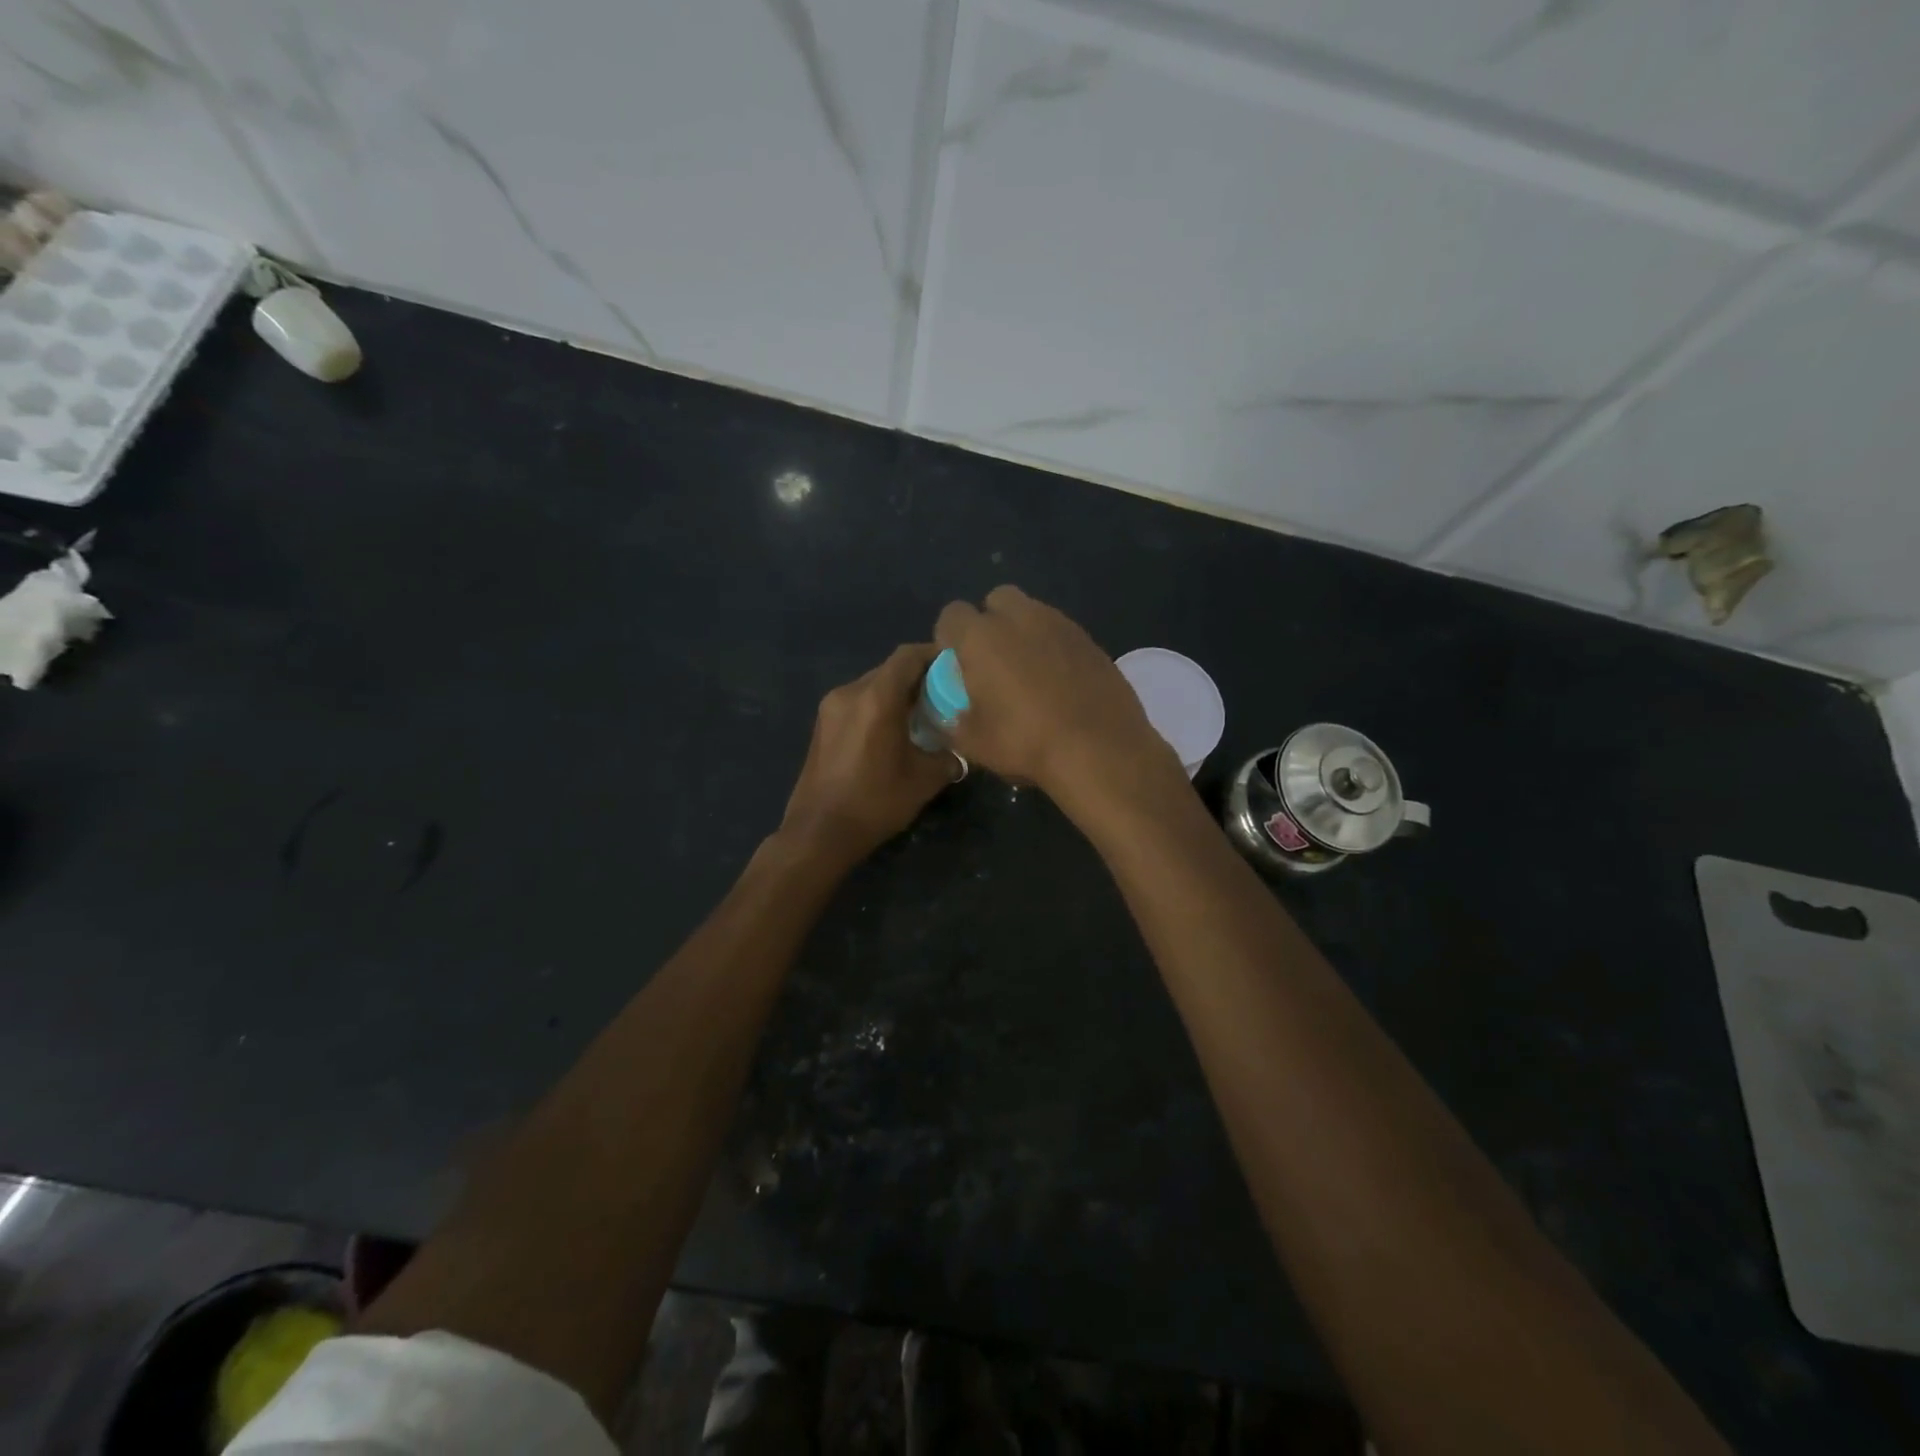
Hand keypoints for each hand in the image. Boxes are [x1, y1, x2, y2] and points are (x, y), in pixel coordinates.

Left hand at [779, 644, 955, 867]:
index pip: (909, 656)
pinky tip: (893, 732)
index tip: (956, 666)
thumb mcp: (924, 780)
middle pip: (890, 669)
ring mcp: (831, 707)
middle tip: (944, 696)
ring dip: (897, 694)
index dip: (934, 655)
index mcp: (877, 698)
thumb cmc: (875, 803)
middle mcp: (850, 692)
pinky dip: (878, 707)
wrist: (819, 832)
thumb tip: (960, 748)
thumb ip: (948, 755)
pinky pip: (857, 702)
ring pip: (873, 686)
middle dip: (919, 678)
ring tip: (921, 717)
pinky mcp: (822, 724)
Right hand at [934, 586, 1180, 805]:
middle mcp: (1021, 618)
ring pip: (1033, 613)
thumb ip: (952, 722)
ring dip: (1024, 634)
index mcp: (982, 637)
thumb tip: (948, 715)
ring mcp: (1061, 625)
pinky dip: (1054, 649)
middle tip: (993, 662)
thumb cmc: (1025, 743)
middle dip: (990, 622)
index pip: (952, 614)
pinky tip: (1060, 684)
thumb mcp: (973, 743)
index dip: (949, 637)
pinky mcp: (1091, 640)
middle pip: (997, 600)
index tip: (956, 665)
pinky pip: (1062, 634)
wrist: (1100, 750)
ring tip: (1029, 674)